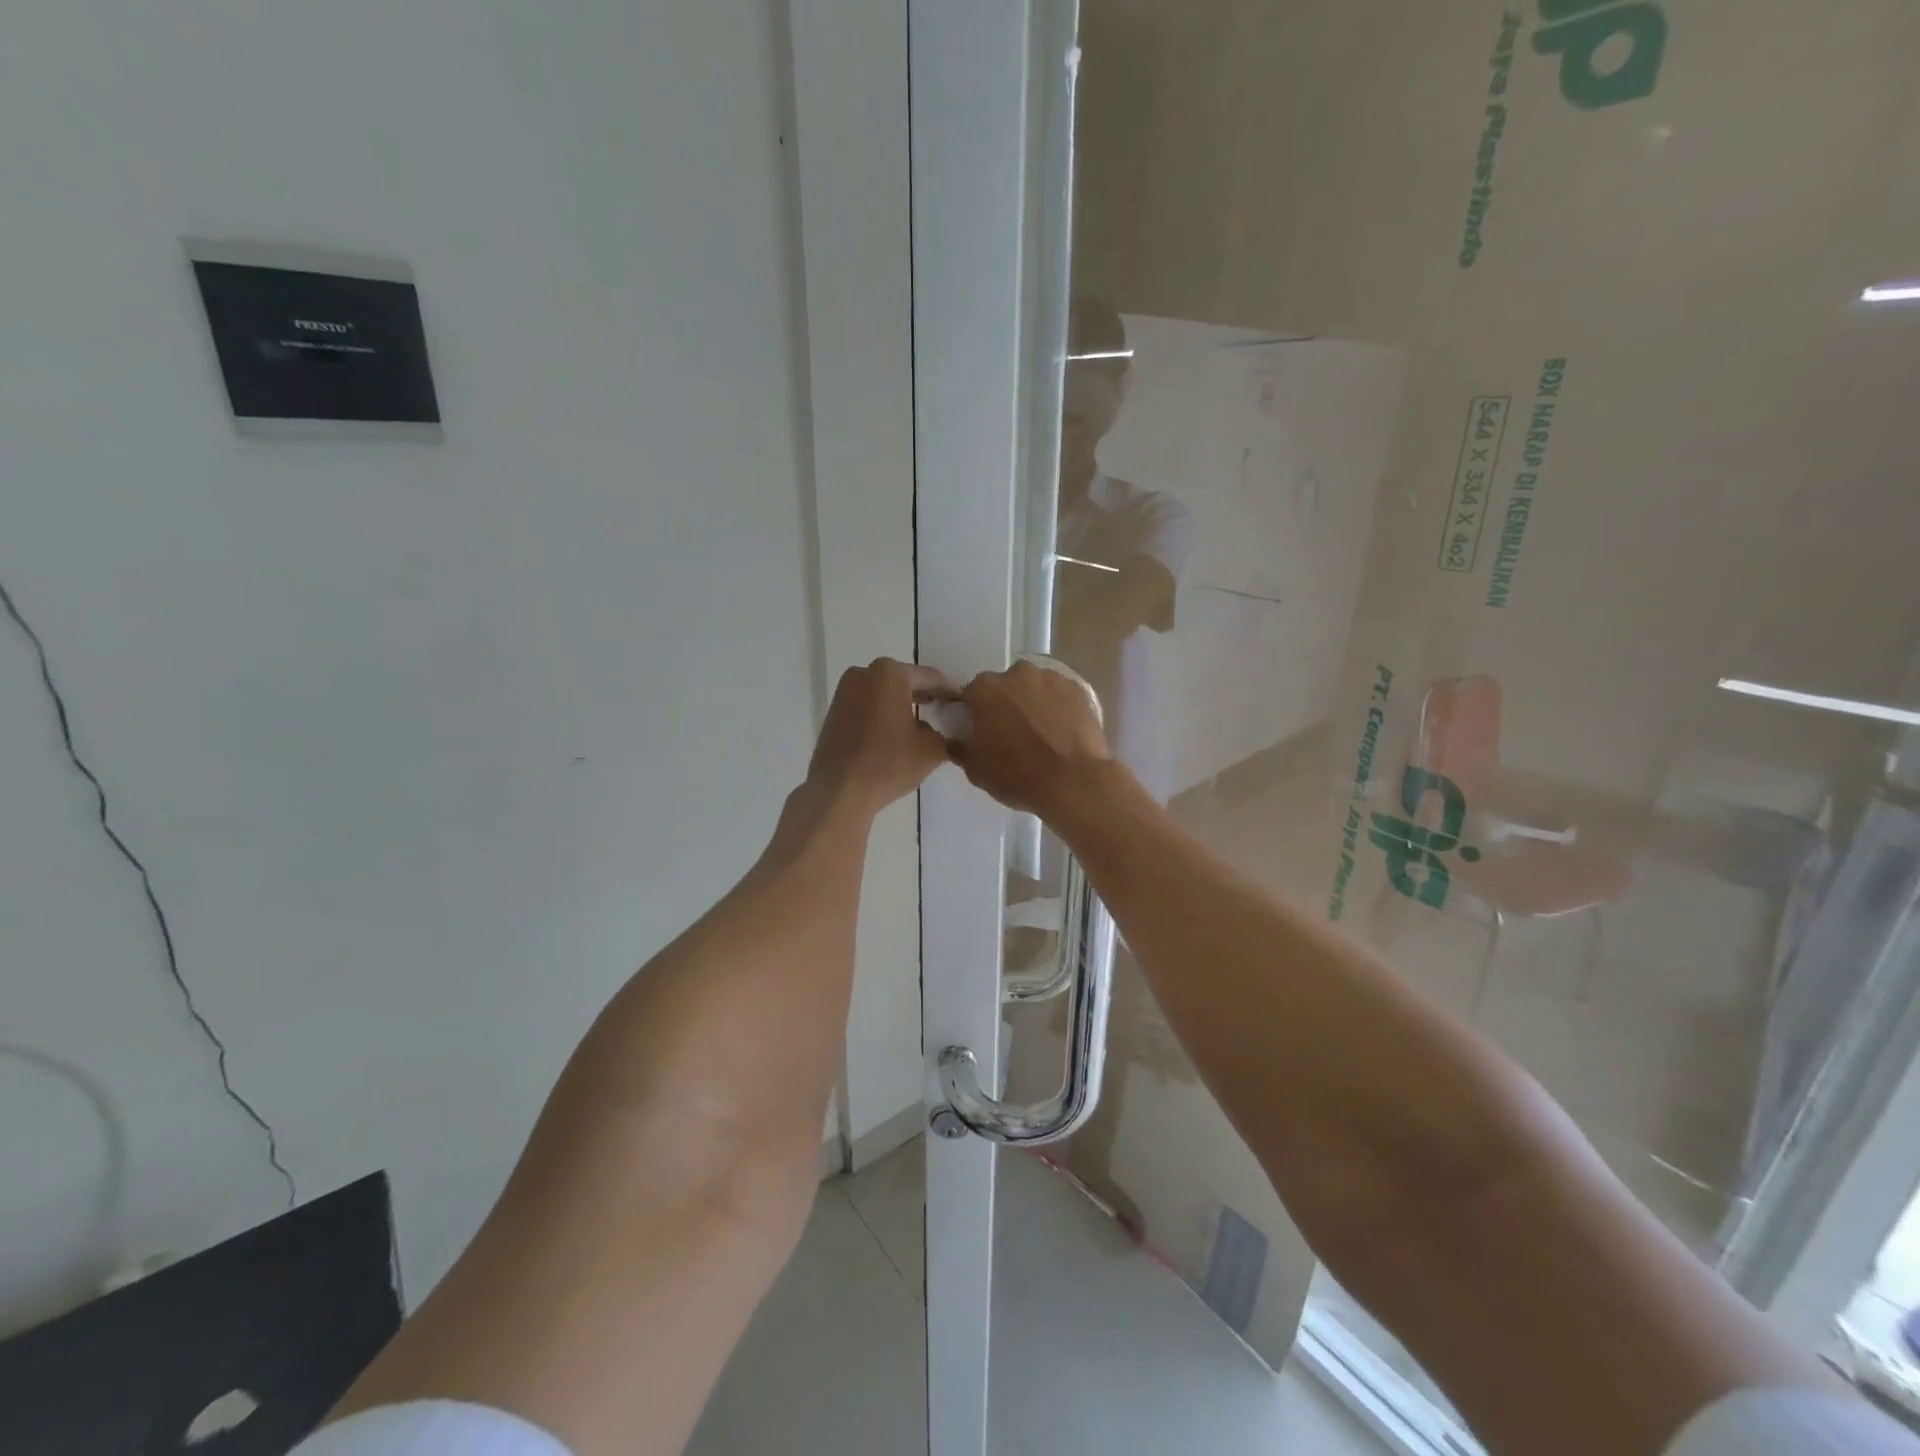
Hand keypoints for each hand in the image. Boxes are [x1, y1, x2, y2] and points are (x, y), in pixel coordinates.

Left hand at [806, 658, 953, 814]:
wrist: (839, 791)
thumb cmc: (889, 763)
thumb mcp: (932, 749)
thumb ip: (945, 733)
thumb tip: (942, 732)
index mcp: (890, 673)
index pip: (931, 678)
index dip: (949, 693)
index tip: (962, 705)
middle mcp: (864, 673)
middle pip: (904, 682)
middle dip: (924, 696)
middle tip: (944, 713)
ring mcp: (844, 692)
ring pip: (883, 694)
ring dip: (901, 706)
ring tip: (920, 726)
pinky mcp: (833, 712)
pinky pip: (867, 707)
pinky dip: (882, 715)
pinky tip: (894, 734)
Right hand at [949, 660, 1111, 816]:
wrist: (1073, 783)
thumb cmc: (1017, 776)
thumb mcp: (976, 770)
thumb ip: (961, 748)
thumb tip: (957, 740)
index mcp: (984, 689)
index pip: (971, 696)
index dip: (975, 714)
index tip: (981, 733)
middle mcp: (1017, 674)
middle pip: (1004, 687)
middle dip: (1005, 705)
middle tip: (1012, 734)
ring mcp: (1051, 678)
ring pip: (1033, 687)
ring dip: (1032, 703)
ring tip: (1041, 734)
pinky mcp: (1078, 689)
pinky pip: (1059, 695)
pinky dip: (1058, 708)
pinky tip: (1062, 731)